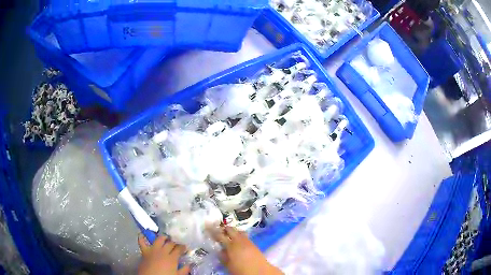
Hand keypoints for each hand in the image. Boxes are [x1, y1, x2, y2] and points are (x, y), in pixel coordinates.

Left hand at [138, 234, 189, 274]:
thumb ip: (184, 270)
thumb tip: (189, 265)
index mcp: (172, 258)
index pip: (179, 249)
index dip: (183, 247)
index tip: (185, 247)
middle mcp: (163, 251)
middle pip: (170, 243)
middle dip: (174, 242)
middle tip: (176, 243)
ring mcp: (153, 250)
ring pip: (159, 239)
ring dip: (163, 237)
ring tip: (166, 238)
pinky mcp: (144, 251)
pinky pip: (142, 242)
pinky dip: (141, 238)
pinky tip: (142, 234)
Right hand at [211, 226, 282, 274]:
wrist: (260, 272)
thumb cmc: (242, 270)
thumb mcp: (228, 265)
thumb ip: (223, 257)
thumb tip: (220, 250)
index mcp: (231, 245)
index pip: (220, 235)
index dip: (213, 231)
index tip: (207, 227)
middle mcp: (240, 240)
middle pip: (231, 230)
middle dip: (224, 229)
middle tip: (218, 230)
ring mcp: (248, 241)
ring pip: (239, 231)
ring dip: (233, 232)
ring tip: (228, 235)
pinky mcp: (254, 244)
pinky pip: (245, 236)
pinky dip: (240, 236)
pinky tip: (237, 241)